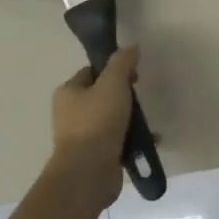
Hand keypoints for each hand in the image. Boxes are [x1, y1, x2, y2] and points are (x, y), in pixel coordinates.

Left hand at [50, 46, 138, 184]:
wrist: (89, 171)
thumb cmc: (97, 122)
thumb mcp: (112, 85)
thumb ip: (122, 63)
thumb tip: (131, 46)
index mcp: (68, 92)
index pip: (92, 72)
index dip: (113, 69)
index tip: (134, 75)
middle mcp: (70, 113)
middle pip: (102, 95)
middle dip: (124, 95)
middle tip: (139, 97)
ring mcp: (82, 136)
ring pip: (111, 118)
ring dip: (130, 119)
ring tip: (147, 121)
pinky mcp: (95, 155)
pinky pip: (117, 140)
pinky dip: (132, 139)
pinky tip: (150, 141)